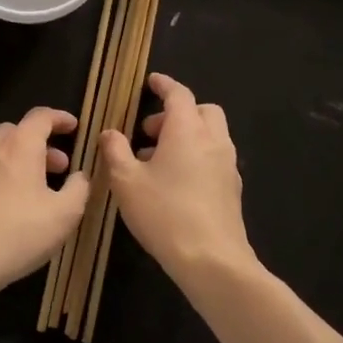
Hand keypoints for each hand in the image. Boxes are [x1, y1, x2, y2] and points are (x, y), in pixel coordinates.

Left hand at [0, 107, 89, 298]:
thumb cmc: (20, 231)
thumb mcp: (65, 213)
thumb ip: (79, 188)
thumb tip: (80, 176)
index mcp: (20, 145)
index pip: (41, 116)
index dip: (60, 118)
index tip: (75, 126)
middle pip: (18, 131)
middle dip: (42, 143)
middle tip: (61, 165)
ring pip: (1, 150)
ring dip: (23, 159)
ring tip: (41, 187)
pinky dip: (6, 174)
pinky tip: (16, 203)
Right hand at [98, 73, 256, 280]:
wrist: (212, 260)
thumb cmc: (164, 213)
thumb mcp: (126, 181)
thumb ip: (115, 151)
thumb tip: (109, 132)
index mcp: (188, 130)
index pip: (179, 94)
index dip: (164, 85)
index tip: (151, 82)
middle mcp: (213, 140)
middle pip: (202, 111)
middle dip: (178, 113)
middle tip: (150, 131)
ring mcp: (227, 165)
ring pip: (211, 135)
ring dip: (187, 136)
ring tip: (156, 160)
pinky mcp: (233, 189)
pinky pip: (215, 158)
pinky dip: (197, 156)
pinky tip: (175, 183)